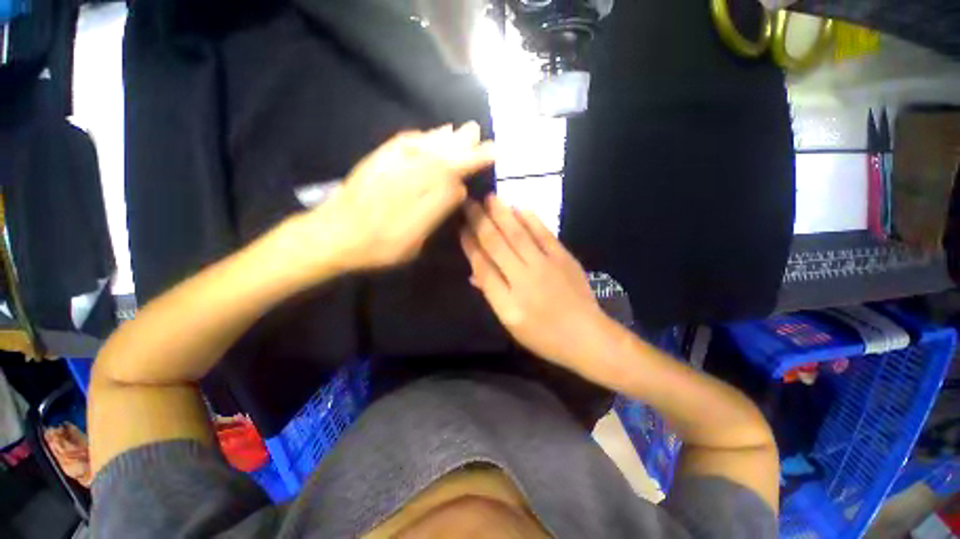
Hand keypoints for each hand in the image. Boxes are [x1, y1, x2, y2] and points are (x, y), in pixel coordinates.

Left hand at [283, 123, 494, 275]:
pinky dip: (421, 137)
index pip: (454, 168)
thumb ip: (437, 209)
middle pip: (441, 152)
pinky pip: (404, 143)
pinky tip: (429, 135)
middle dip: (462, 143)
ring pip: (424, 144)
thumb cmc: (378, 245)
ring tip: (460, 130)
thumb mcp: (413, 239)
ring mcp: (391, 162)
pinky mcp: (377, 162)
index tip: (492, 152)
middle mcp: (407, 168)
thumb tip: (460, 188)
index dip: (473, 160)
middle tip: (478, 132)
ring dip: (444, 137)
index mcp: (420, 188)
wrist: (332, 235)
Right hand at [461, 195, 617, 374]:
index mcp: (507, 302)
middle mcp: (523, 280)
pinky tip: (519, 207)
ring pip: (518, 234)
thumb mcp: (511, 323)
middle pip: (497, 245)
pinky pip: (543, 234)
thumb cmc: (544, 335)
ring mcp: (545, 266)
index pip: (483, 266)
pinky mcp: (563, 258)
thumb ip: (492, 295)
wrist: (586, 336)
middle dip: (480, 222)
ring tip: (489, 198)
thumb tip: (474, 273)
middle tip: (469, 203)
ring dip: (502, 214)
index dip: (470, 245)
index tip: (461, 228)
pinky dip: (530, 219)